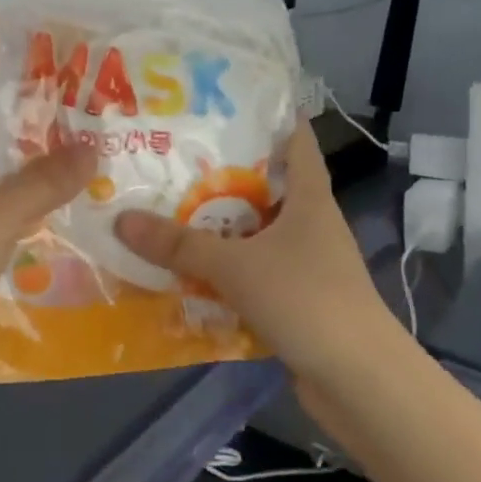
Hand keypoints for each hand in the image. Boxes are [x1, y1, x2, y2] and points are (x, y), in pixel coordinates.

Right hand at [114, 122, 390, 379]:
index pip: (296, 139)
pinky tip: (186, 268)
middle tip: (171, 153)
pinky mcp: (296, 298)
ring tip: (166, 206)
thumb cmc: (306, 300)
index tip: (223, 99)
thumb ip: (179, 245)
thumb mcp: (235, 266)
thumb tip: (120, 219)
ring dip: (218, 224)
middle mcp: (310, 223)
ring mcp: (305, 263)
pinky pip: (251, 271)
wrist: (359, 382)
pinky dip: (224, 268)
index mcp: (310, 198)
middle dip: (222, 171)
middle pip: (265, 184)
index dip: (268, 114)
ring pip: (254, 231)